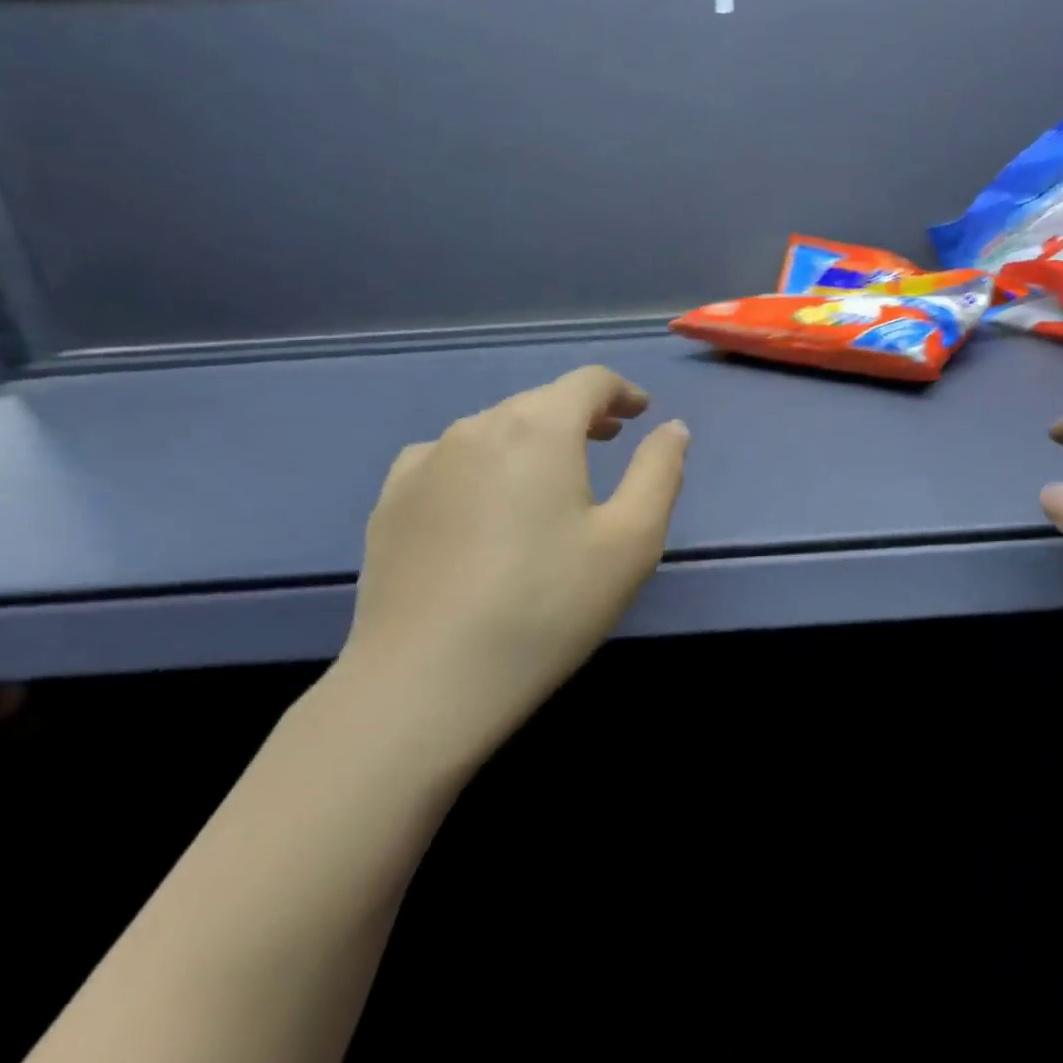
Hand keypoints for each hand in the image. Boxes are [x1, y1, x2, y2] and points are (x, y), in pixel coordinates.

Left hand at [337, 366, 688, 759]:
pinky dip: (481, 469)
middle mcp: (476, 427)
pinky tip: (484, 509)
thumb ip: (659, 472)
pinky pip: (448, 463)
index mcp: (539, 428)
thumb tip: (672, 428)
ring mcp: (424, 462)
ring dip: (530, 442)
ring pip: (492, 431)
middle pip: (539, 403)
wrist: (426, 680)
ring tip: (549, 481)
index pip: (588, 382)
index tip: (640, 413)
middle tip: (607, 442)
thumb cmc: (548, 606)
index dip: (622, 391)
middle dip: (579, 416)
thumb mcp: (632, 541)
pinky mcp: (391, 501)